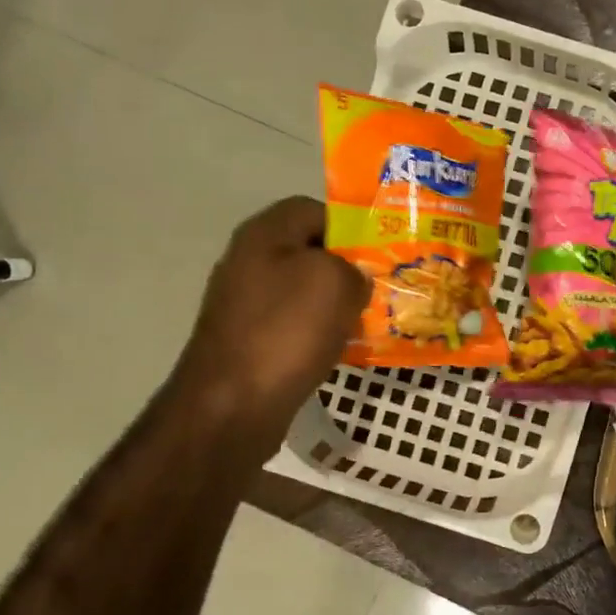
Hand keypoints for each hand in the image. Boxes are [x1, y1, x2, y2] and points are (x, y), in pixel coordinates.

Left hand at [172, 197, 367, 444]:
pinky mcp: (249, 339)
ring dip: (337, 304)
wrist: (233, 404)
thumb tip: (354, 279)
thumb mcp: (335, 282)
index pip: (314, 209)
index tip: (381, 251)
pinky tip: (342, 348)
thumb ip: (354, 268)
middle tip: (382, 287)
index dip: (351, 225)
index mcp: (265, 234)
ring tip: (370, 320)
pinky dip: (320, 332)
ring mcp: (246, 303)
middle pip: (310, 251)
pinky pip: (295, 324)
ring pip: (305, 291)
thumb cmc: (286, 331)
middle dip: (348, 268)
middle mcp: (250, 261)